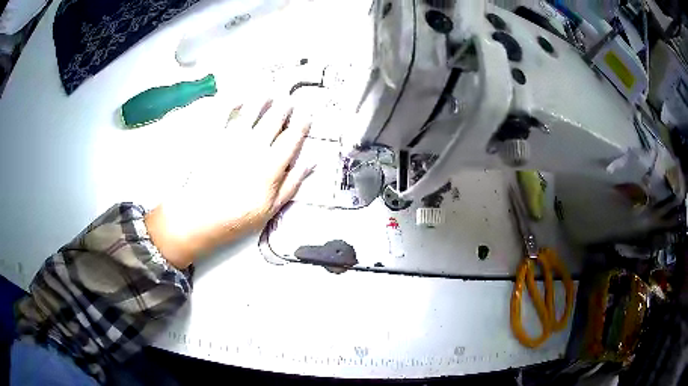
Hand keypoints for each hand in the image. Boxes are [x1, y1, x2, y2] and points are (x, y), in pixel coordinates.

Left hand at [145, 98, 312, 268]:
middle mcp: (254, 147)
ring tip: (268, 91)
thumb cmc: (236, 218)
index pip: (291, 139)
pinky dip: (231, 102)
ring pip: (251, 112)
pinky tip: (238, 96)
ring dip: (262, 99)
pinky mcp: (213, 139)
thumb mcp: (270, 209)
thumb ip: (292, 184)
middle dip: (284, 108)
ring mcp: (232, 140)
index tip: (306, 115)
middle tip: (288, 100)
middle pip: (273, 121)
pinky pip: (223, 114)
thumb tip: (310, 163)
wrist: (199, 217)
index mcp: (271, 165)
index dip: (301, 125)